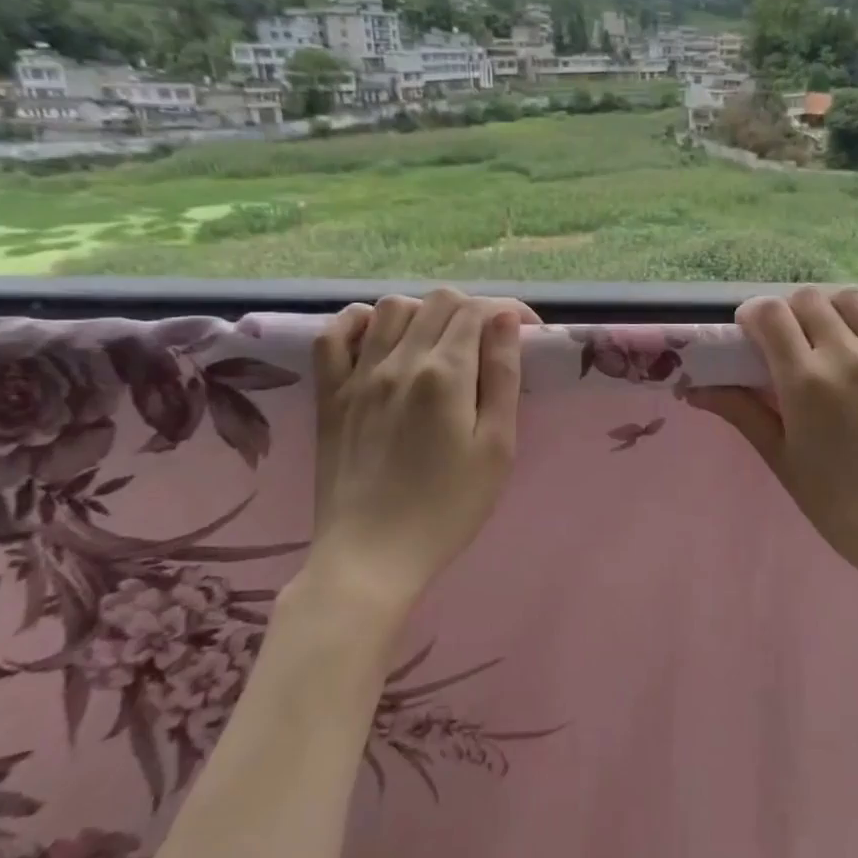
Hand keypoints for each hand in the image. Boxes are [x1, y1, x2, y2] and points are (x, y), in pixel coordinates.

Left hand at [309, 289, 538, 609]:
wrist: (371, 556)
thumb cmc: (448, 508)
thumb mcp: (496, 447)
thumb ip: (502, 377)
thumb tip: (505, 320)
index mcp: (444, 374)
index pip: (478, 311)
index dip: (509, 312)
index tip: (528, 332)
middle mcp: (398, 361)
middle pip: (439, 301)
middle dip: (473, 310)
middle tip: (490, 343)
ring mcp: (357, 376)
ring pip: (391, 307)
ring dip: (424, 312)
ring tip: (440, 342)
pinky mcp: (329, 395)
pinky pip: (334, 335)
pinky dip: (359, 322)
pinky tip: (378, 337)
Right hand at [691, 288, 857, 596]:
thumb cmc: (841, 506)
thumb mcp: (782, 460)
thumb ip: (742, 413)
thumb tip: (695, 390)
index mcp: (806, 381)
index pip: (769, 313)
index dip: (753, 315)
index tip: (752, 334)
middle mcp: (849, 355)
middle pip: (808, 298)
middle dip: (790, 313)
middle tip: (792, 343)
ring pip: (853, 298)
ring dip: (833, 310)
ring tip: (835, 338)